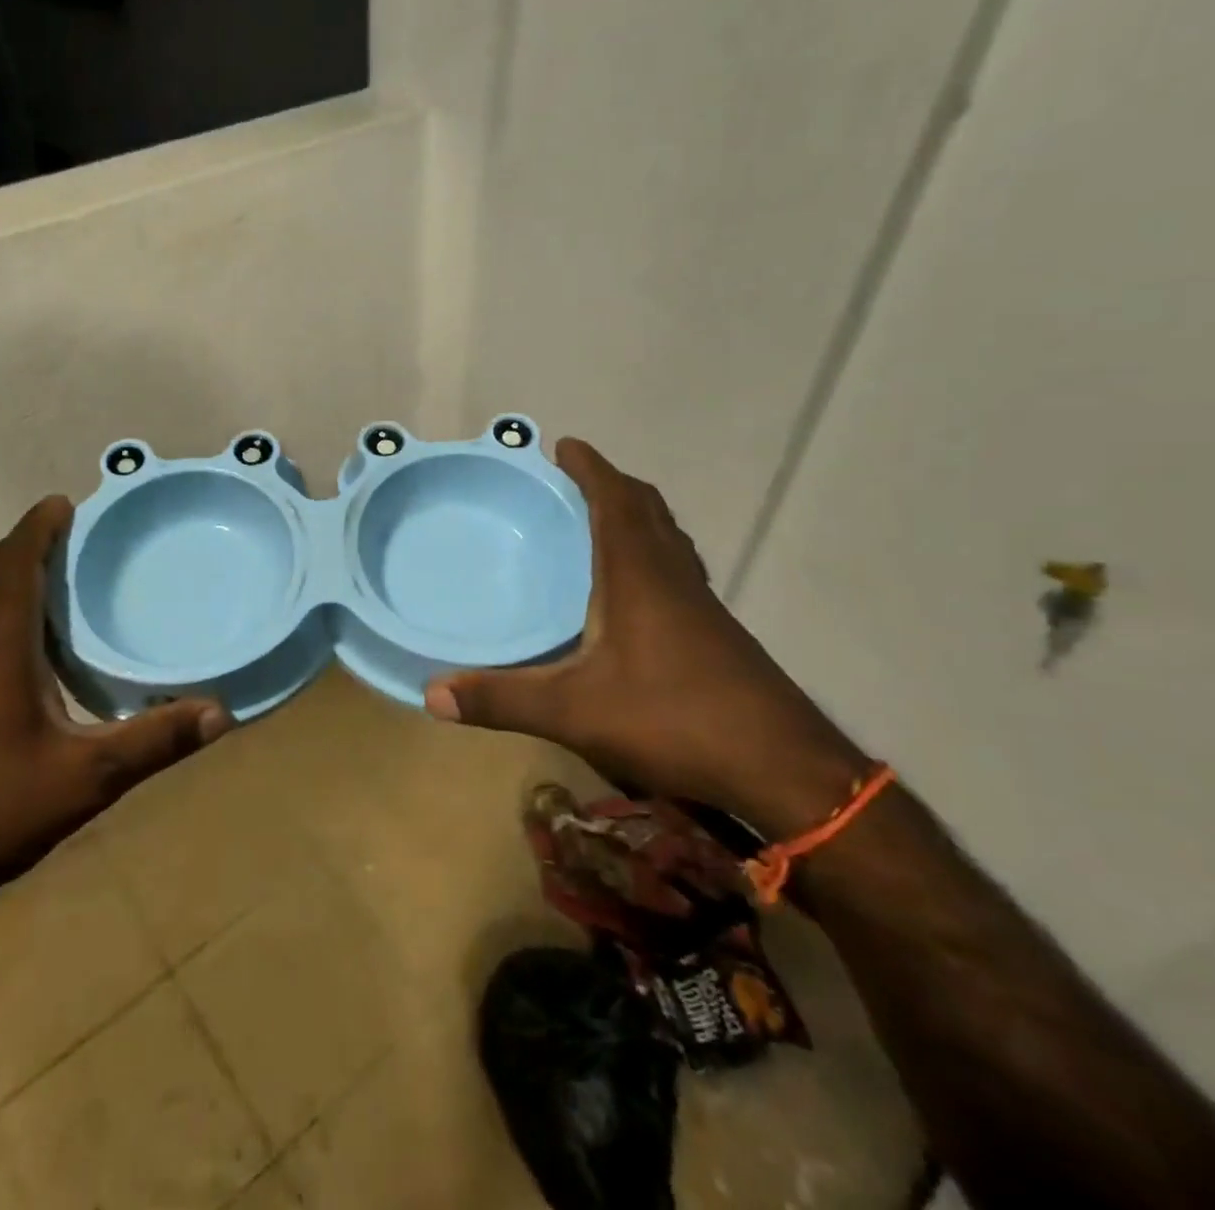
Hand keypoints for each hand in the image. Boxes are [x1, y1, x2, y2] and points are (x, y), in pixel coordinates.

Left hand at [0, 496, 230, 904]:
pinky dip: (6, 604)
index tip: (67, 502)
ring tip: (61, 570)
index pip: (14, 565)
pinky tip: (36, 638)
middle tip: (76, 532)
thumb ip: (154, 741)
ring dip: (15, 571)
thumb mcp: (87, 777)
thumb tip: (221, 713)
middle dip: (29, 542)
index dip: (37, 527)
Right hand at [424, 439, 867, 839]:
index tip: (564, 445)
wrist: (784, 770)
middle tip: (575, 480)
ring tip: (601, 522)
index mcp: (640, 576)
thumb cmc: (674, 720)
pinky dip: (652, 557)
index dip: (590, 469)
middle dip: (612, 486)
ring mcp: (702, 607)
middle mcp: (674, 579)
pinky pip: (677, 572)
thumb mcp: (575, 712)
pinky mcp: (717, 635)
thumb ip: (502, 700)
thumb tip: (430, 694)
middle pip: (647, 511)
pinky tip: (634, 594)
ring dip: (636, 518)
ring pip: (668, 541)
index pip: (616, 501)